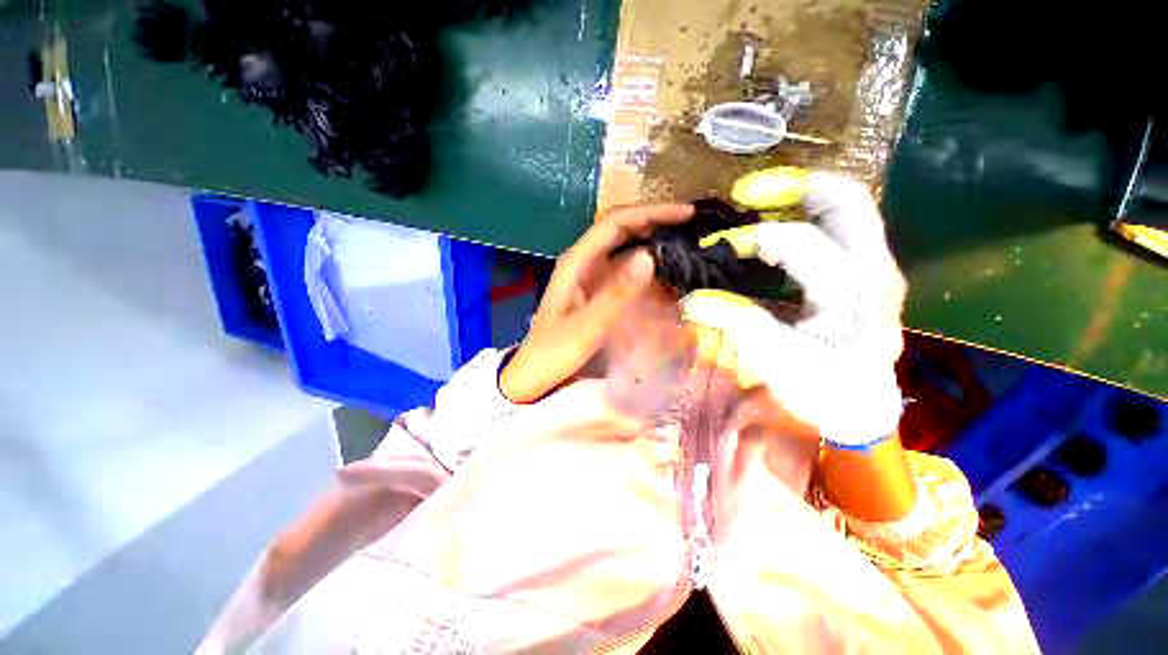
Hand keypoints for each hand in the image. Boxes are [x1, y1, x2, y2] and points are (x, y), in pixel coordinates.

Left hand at [500, 203, 695, 402]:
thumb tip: (650, 257)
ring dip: (650, 235)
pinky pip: (621, 264)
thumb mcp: (587, 326)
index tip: (686, 214)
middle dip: (654, 219)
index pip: (615, 223)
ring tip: (683, 236)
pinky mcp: (594, 287)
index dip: (650, 213)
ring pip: (621, 244)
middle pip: (619, 227)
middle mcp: (582, 260)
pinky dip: (643, 258)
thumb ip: (616, 294)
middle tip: (691, 223)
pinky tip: (660, 263)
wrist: (534, 371)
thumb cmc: (555, 351)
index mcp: (576, 261)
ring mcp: (588, 273)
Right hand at [681, 172, 906, 447]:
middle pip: (847, 200)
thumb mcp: (777, 361)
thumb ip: (737, 323)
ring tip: (759, 202)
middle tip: (747, 193)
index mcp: (853, 291)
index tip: (715, 245)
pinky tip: (776, 229)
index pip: (799, 240)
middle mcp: (874, 268)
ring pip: (849, 208)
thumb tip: (693, 299)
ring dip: (802, 197)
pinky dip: (808, 217)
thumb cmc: (822, 390)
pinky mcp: (865, 273)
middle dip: (793, 187)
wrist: (862, 409)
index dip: (751, 237)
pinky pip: (842, 228)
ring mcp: (875, 267)